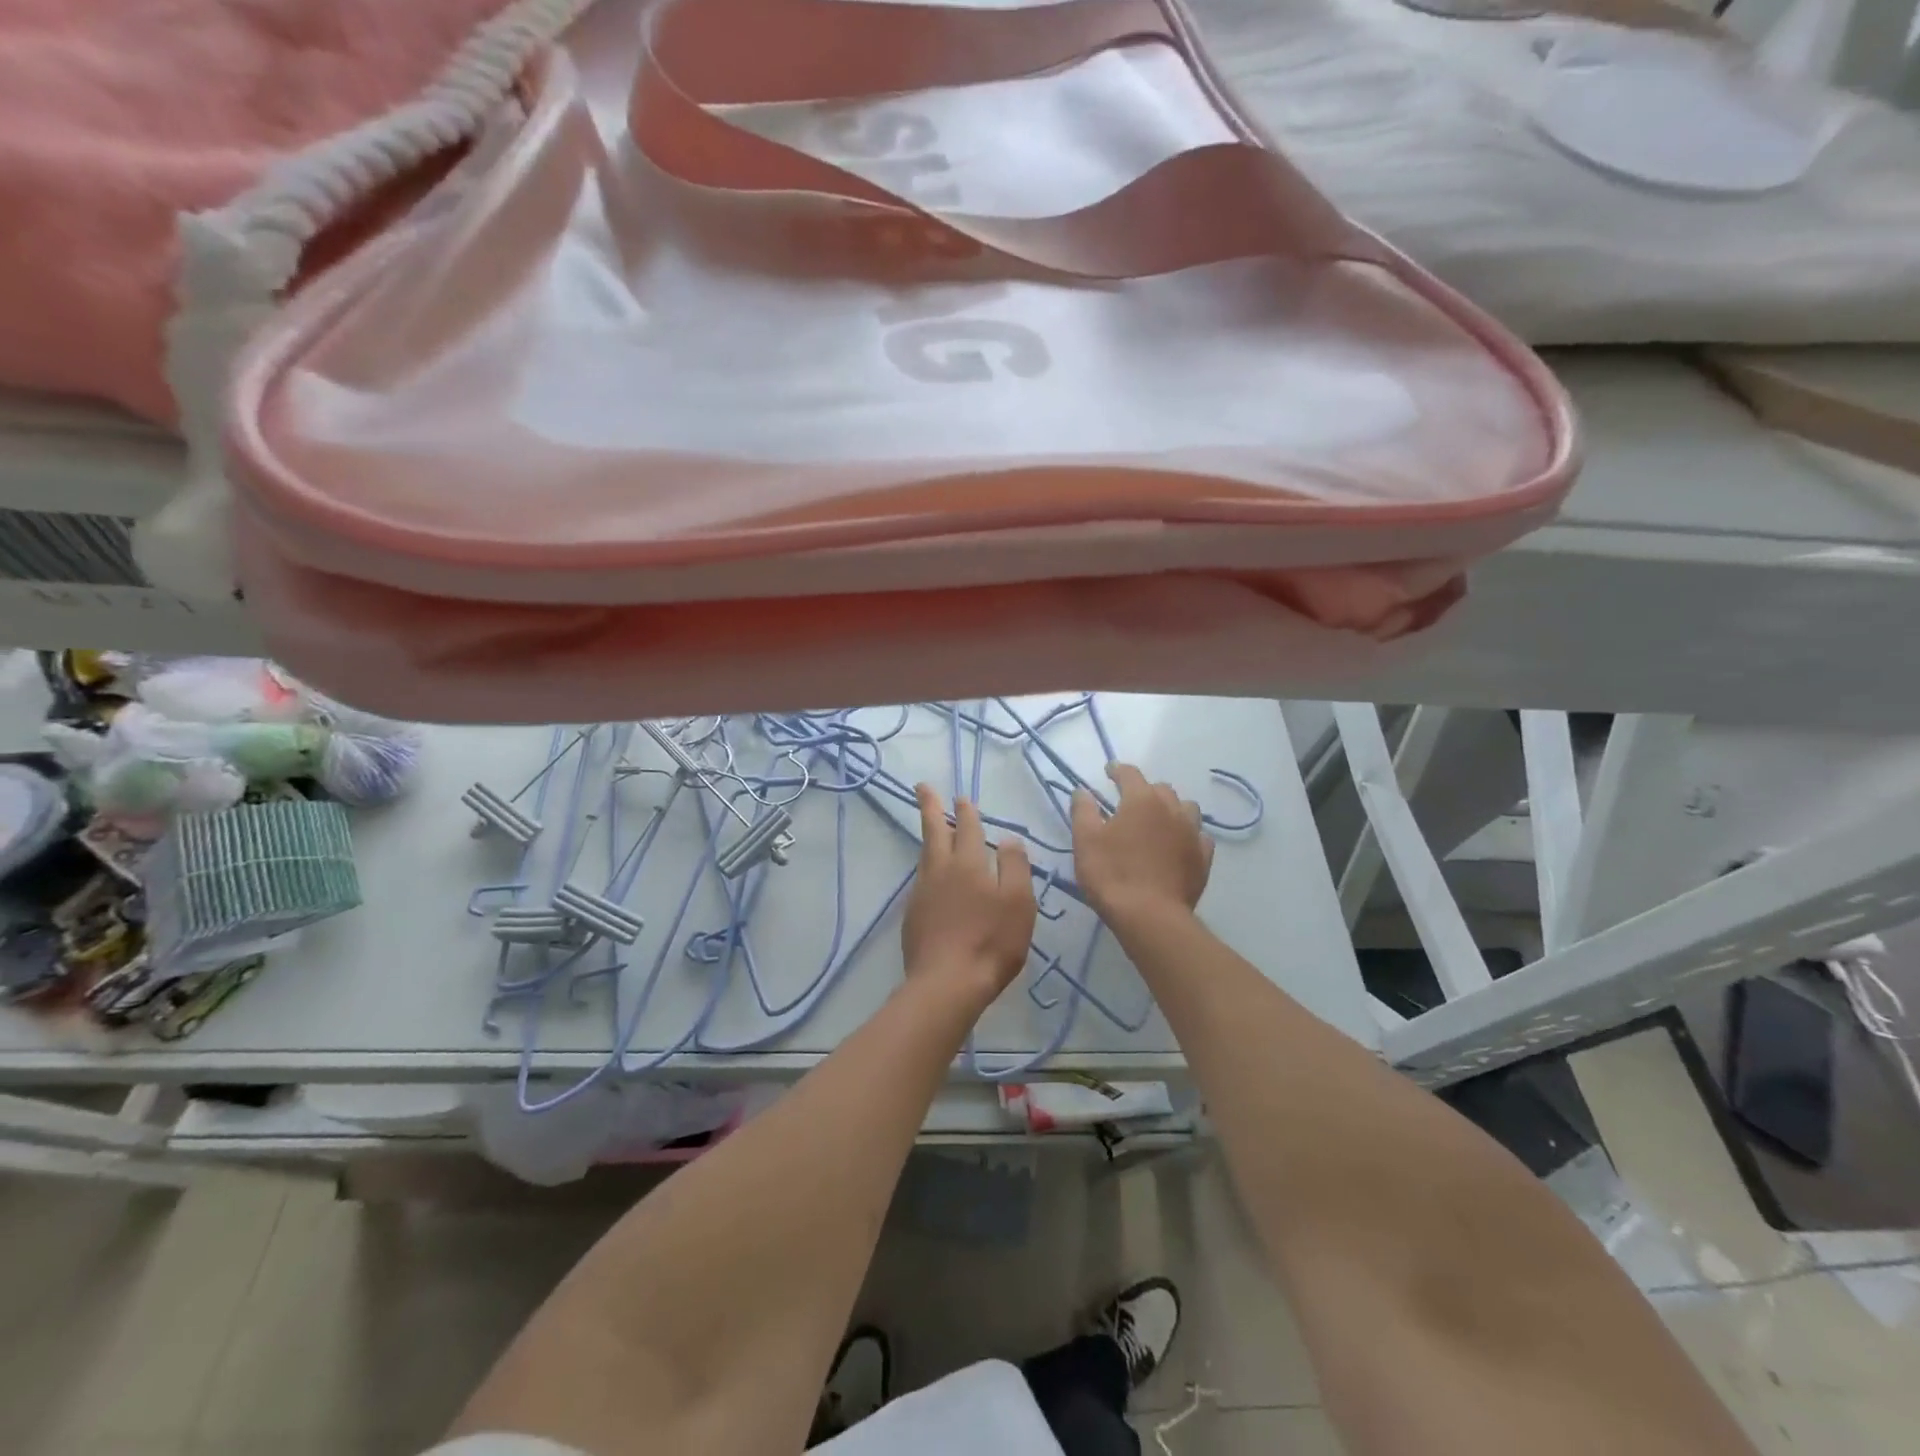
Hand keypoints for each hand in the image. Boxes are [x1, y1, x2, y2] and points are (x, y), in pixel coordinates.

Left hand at [902, 784, 1035, 1007]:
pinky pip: (922, 879)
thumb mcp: (1019, 902)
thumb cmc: (991, 941)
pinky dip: (928, 866)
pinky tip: (933, 875)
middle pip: (934, 832)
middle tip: (923, 787)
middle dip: (930, 807)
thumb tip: (1009, 839)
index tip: (961, 796)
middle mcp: (941, 871)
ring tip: (931, 827)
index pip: (968, 828)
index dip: (966, 811)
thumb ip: (1016, 866)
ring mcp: (923, 892)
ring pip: (926, 855)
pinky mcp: (914, 915)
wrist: (947, 983)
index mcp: (969, 863)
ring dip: (929, 836)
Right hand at [1071, 763, 1213, 921]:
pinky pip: (1199, 836)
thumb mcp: (1086, 840)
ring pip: (1186, 809)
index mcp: (1142, 800)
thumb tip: (1083, 791)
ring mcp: (1192, 833)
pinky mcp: (1203, 858)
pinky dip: (1187, 835)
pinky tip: (1178, 845)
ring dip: (1171, 809)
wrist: (1150, 915)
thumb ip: (1083, 810)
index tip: (1109, 771)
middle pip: (1161, 789)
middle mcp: (1171, 809)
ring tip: (1159, 821)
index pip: (1130, 774)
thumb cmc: (1112, 873)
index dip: (1117, 770)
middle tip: (1130, 802)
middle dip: (1145, 791)